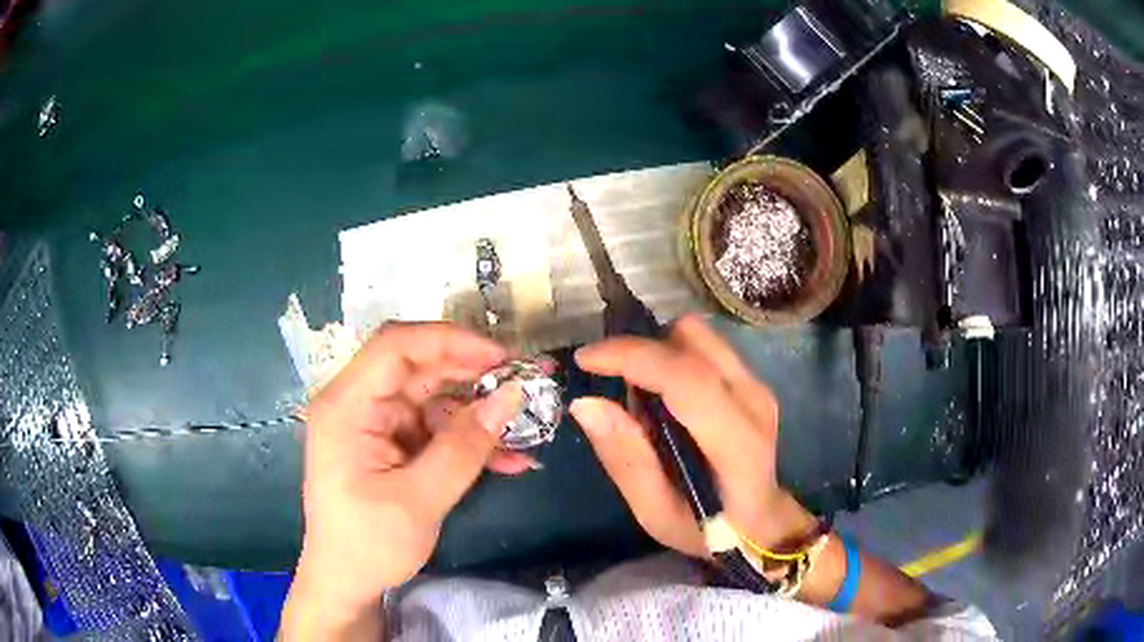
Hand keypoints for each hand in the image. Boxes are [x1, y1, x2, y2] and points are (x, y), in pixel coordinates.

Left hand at [290, 323, 523, 617]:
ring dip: (478, 413)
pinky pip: (435, 428)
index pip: (396, 347)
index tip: (502, 358)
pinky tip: (507, 458)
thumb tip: (511, 398)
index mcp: (346, 407)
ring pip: (434, 398)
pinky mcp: (391, 444)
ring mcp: (375, 424)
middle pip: (418, 367)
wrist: (346, 583)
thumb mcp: (419, 500)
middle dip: (474, 374)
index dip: (451, 341)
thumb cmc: (368, 545)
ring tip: (526, 427)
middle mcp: (358, 404)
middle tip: (526, 383)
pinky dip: (469, 440)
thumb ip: (464, 448)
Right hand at [571, 314, 817, 558]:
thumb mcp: (656, 513)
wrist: (762, 523)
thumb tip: (586, 404)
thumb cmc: (709, 529)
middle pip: (692, 339)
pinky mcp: (752, 380)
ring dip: (657, 351)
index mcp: (736, 442)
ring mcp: (757, 385)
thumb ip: (626, 460)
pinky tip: (665, 398)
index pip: (687, 378)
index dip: (632, 357)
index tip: (586, 360)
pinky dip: (672, 358)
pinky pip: (705, 348)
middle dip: (641, 350)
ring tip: (641, 395)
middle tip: (613, 382)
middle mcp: (753, 399)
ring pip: (698, 335)